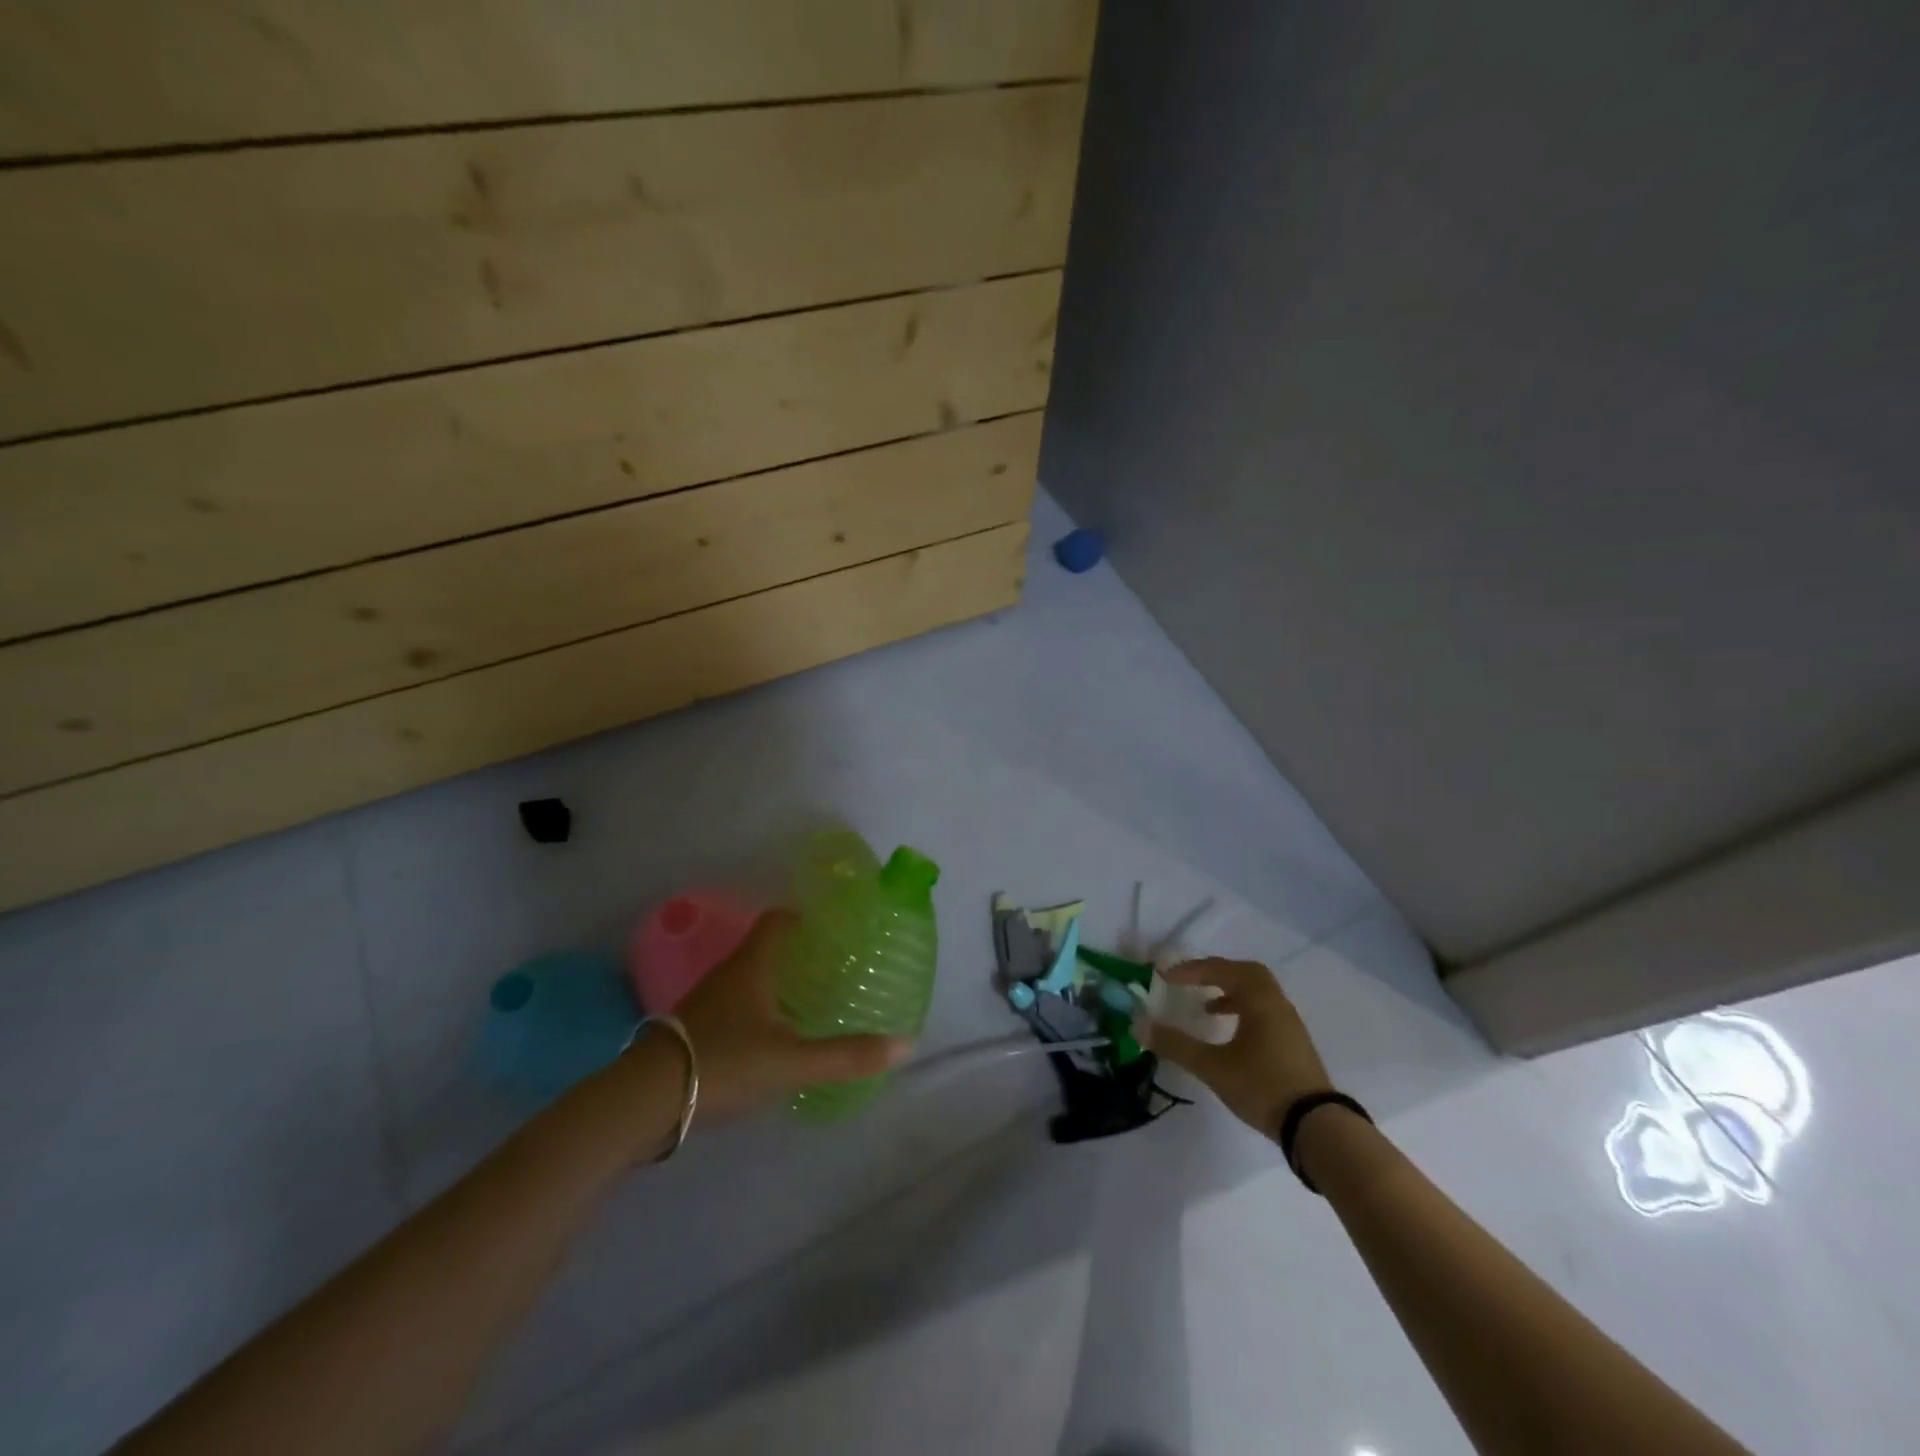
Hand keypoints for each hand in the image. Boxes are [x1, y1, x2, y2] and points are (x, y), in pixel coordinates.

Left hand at [665, 909, 910, 1123]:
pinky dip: (755, 1011)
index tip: (831, 927)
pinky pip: (732, 1007)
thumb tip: (906, 1043)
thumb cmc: (724, 1062)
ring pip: (747, 980)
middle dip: (797, 954)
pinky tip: (770, 1037)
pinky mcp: (690, 1031)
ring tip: (807, 1001)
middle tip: (831, 967)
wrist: (644, 1100)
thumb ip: (847, 1054)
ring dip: (775, 984)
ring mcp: (704, 1003)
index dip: (804, 917)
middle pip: (764, 950)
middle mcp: (727, 975)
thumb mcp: (791, 1061)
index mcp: (751, 966)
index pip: (778, 921)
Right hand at [1139, 958, 1331, 1136]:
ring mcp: (1288, 1023)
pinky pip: (1264, 1009)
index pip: (1221, 970)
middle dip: (1215, 972)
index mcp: (1259, 1000)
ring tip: (1206, 1007)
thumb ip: (1176, 1045)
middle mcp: (1276, 1003)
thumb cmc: (1262, 1087)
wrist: (1316, 1127)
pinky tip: (1229, 1032)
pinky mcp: (1293, 1042)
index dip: (1191, 970)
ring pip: (1257, 991)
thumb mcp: (1213, 1067)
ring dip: (1230, 990)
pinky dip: (1243, 1008)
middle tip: (1191, 980)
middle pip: (1246, 972)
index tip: (1165, 978)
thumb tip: (1138, 1025)